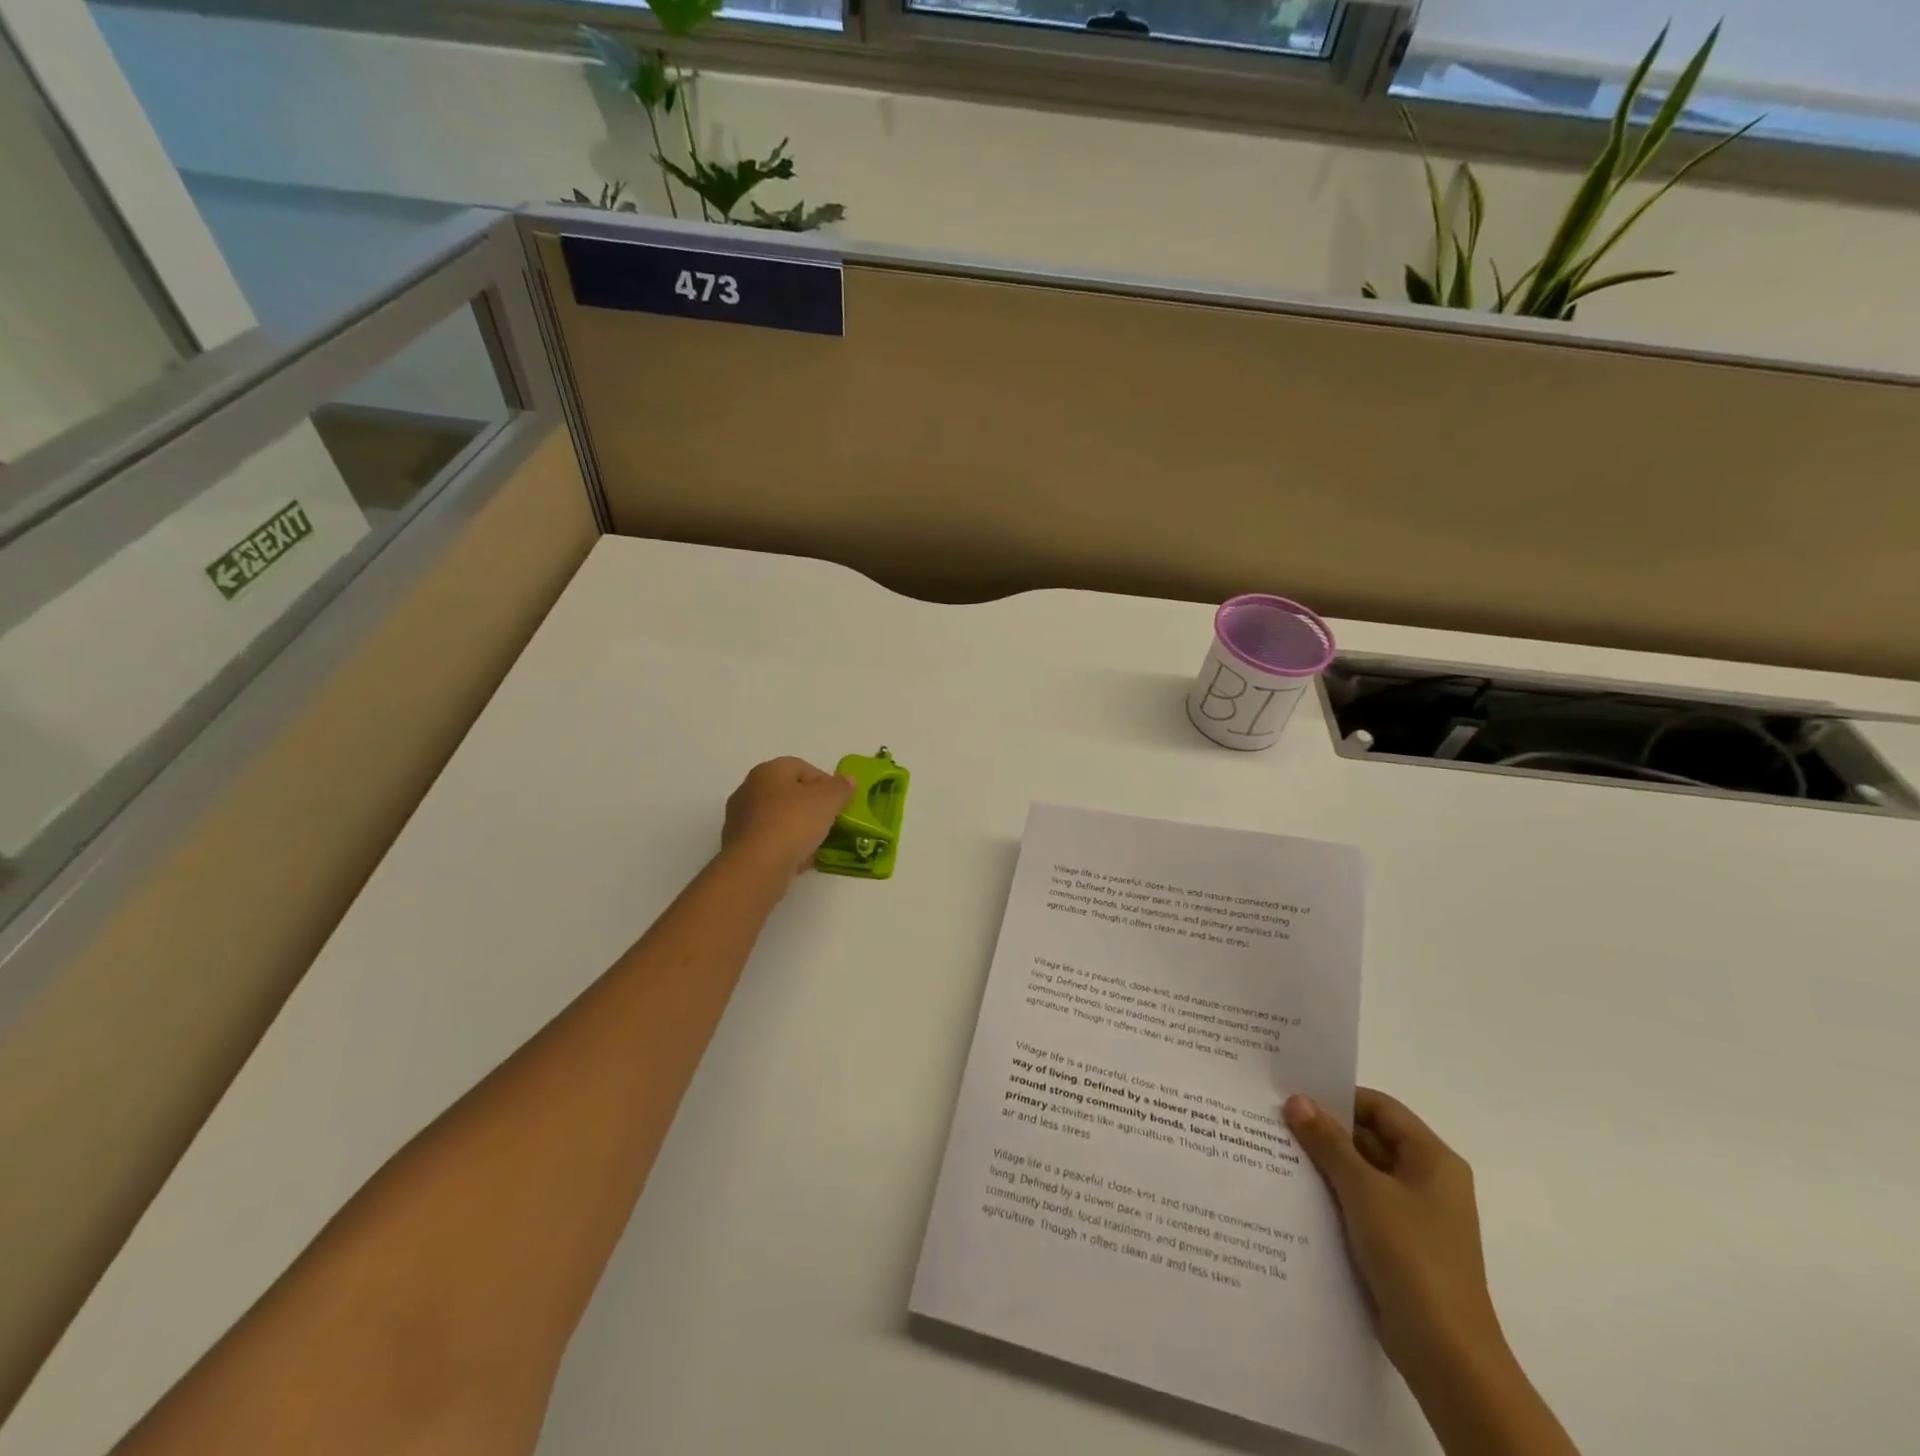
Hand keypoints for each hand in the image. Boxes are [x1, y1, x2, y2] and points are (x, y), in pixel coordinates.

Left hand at [721, 757, 854, 875]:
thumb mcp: (828, 801)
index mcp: (769, 771)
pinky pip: (767, 839)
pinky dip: (783, 846)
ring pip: (777, 817)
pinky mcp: (737, 845)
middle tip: (828, 822)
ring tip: (815, 845)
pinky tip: (797, 860)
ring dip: (796, 828)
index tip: (839, 803)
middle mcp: (749, 788)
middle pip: (788, 792)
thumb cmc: (793, 823)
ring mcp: (739, 818)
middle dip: (810, 806)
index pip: (802, 768)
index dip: (825, 783)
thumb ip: (841, 788)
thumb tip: (847, 780)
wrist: (757, 866)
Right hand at [1283, 1089, 1503, 1380]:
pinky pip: (1361, 1204)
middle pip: (1371, 1138)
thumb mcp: (1364, 1190)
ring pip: (1362, 1172)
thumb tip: (1297, 1101)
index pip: (1380, 1108)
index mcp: (1433, 1160)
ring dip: (1326, 1163)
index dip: (1339, 1097)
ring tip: (1276, 1151)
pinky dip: (1333, 1194)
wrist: (1446, 1354)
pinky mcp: (1400, 1244)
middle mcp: (1428, 1181)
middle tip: (1275, 1120)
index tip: (1293, 1095)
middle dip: (1326, 1130)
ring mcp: (1415, 1215)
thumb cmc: (1412, 1257)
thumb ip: (1329, 1142)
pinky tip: (1296, 1193)